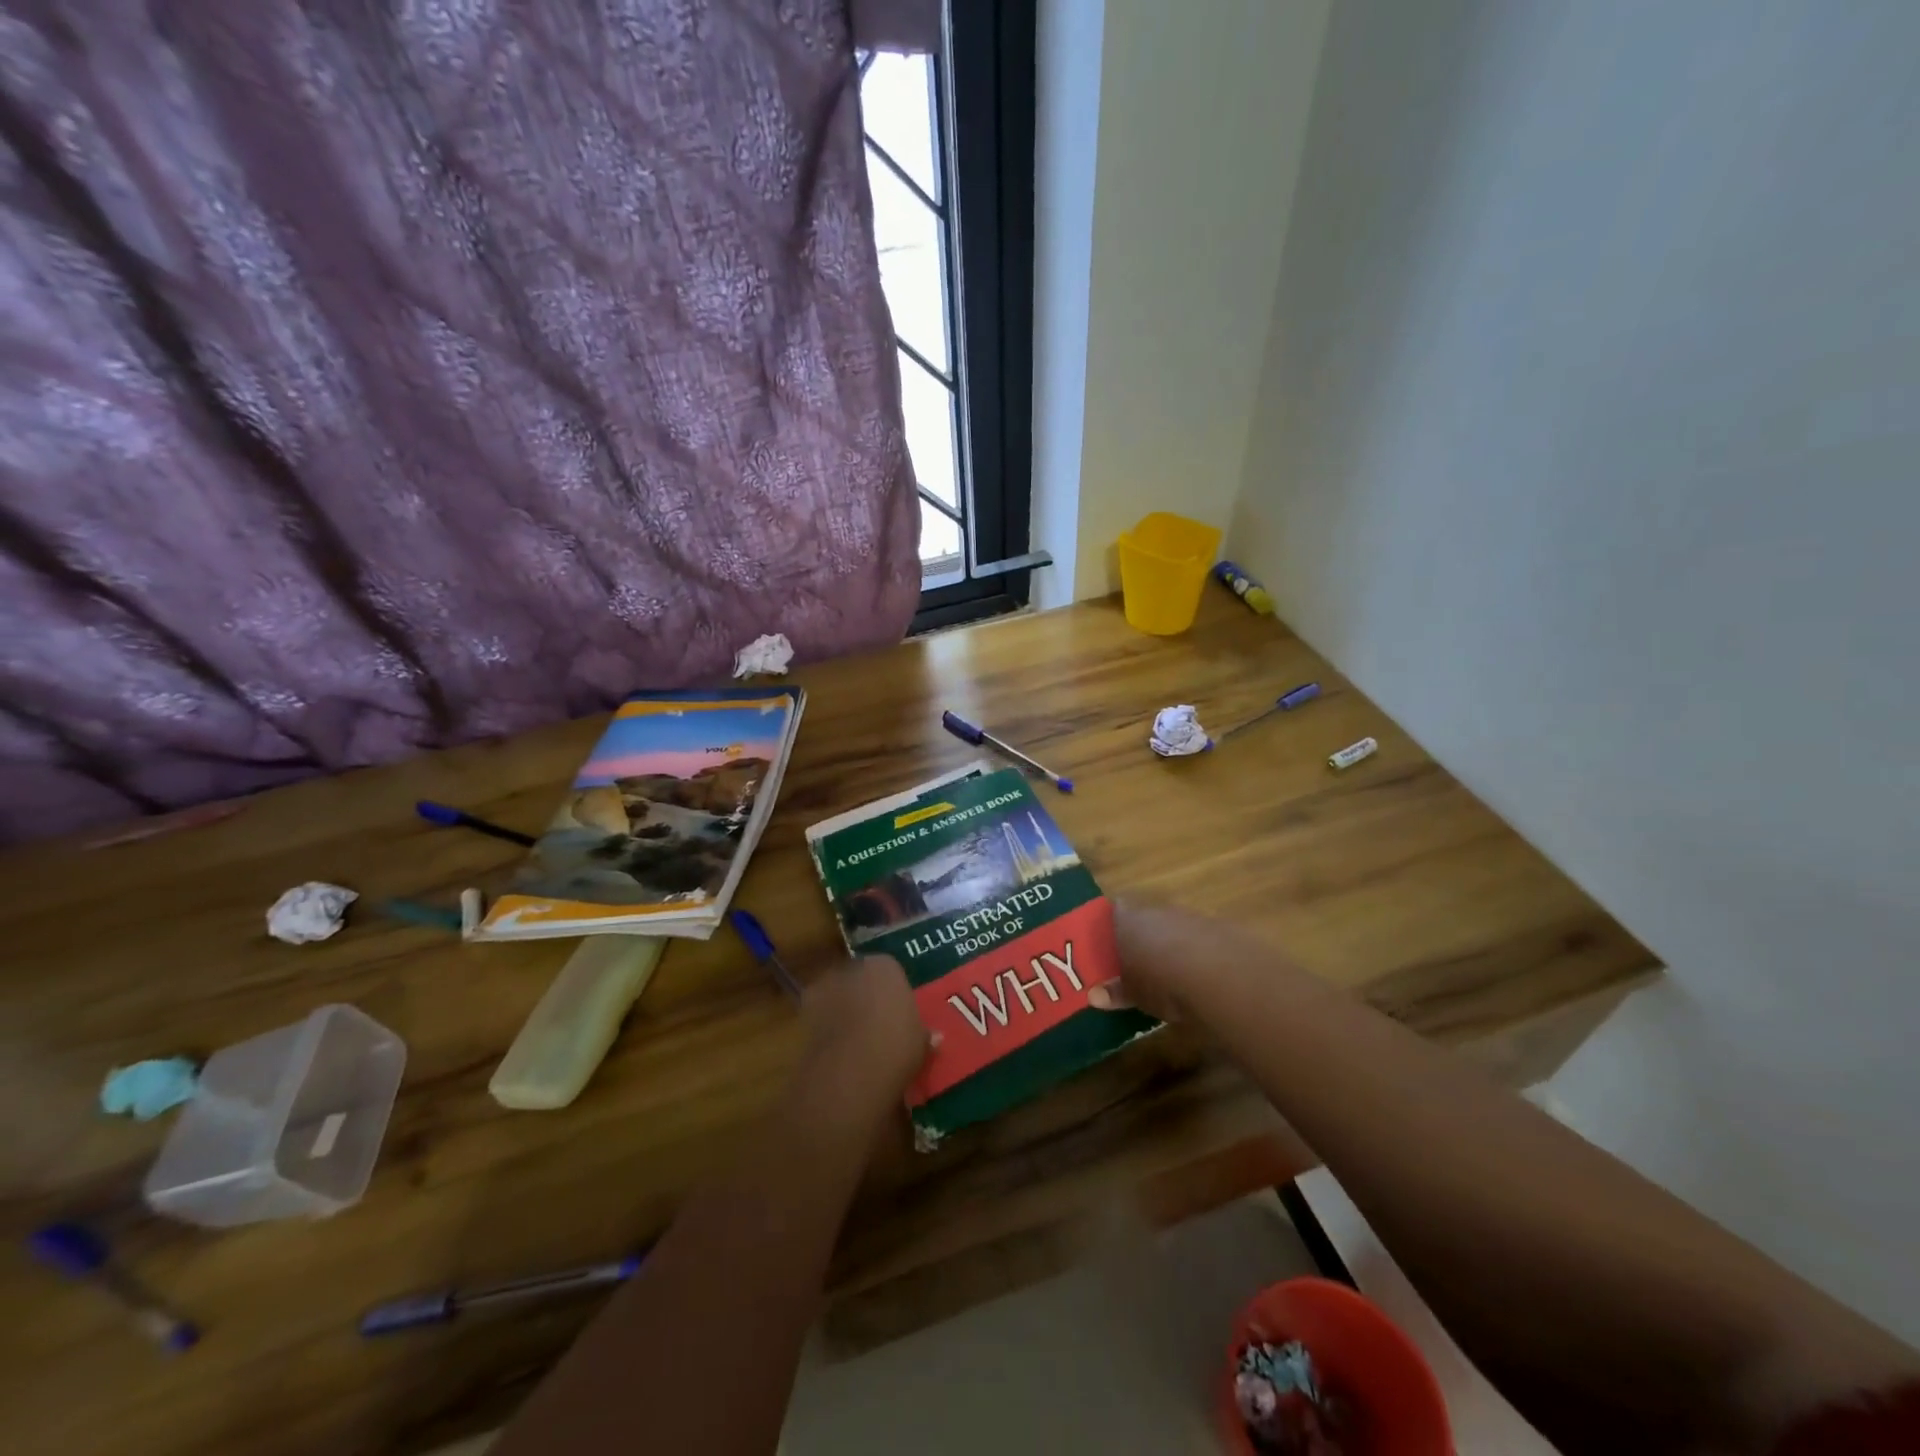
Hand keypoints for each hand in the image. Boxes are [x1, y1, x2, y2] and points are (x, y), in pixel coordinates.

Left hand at [794, 955, 936, 1117]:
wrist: (850, 1070)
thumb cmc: (896, 1046)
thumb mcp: (920, 1042)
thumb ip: (923, 1034)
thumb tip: (934, 1037)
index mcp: (886, 965)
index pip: (890, 970)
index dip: (892, 991)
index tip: (898, 1011)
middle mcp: (854, 967)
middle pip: (860, 978)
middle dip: (865, 995)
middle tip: (876, 1022)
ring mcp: (825, 986)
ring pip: (837, 994)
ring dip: (843, 1009)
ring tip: (854, 1038)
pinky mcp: (804, 1011)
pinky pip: (821, 1014)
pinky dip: (826, 1026)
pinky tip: (837, 1048)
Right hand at [1091, 900, 1289, 1021]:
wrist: (1220, 976)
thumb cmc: (1161, 982)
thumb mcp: (1133, 993)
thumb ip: (1115, 992)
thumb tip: (1095, 996)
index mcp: (1128, 919)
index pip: (1115, 911)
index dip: (1113, 925)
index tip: (1111, 943)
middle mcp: (1157, 910)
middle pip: (1146, 917)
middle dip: (1143, 935)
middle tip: (1139, 960)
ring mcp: (1190, 916)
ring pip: (1175, 926)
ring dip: (1173, 943)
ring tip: (1172, 971)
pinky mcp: (1219, 928)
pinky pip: (1201, 938)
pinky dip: (1198, 952)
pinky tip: (1201, 974)